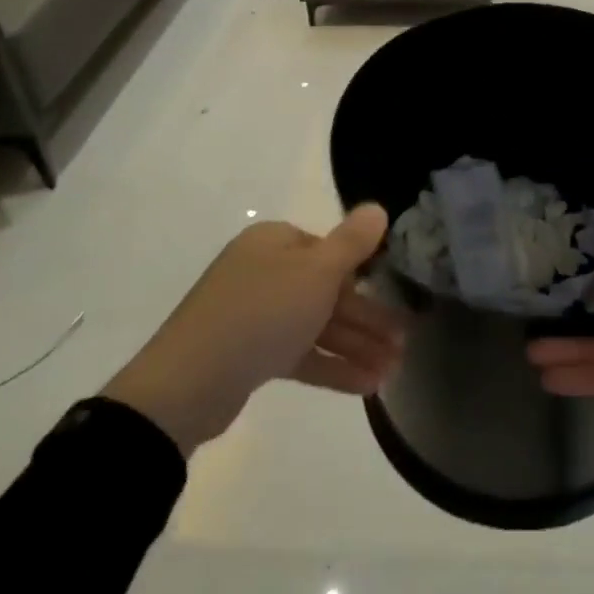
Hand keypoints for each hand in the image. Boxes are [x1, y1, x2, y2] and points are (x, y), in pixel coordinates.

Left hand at [102, 205, 402, 457]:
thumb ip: (352, 242)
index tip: (394, 295)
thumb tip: (378, 208)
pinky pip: (301, 354)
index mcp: (275, 242)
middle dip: (368, 318)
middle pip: (327, 291)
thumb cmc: (261, 313)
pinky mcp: (251, 355)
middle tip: (404, 342)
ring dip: (357, 346)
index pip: (329, 250)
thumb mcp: (317, 272)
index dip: (363, 273)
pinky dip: (332, 367)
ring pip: (317, 325)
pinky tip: (367, 385)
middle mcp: (264, 272)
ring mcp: (255, 315)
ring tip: (393, 370)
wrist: (188, 385)